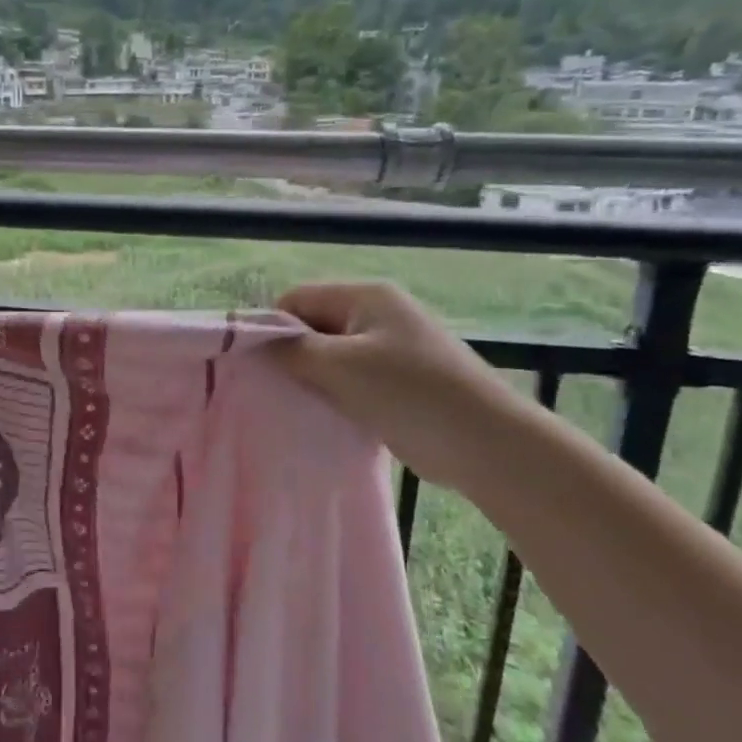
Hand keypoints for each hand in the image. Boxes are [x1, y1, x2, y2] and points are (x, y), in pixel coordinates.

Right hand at [271, 281, 534, 494]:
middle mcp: (377, 315)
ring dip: (312, 380)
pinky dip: (333, 396)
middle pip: (313, 326)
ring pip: (330, 358)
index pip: (297, 299)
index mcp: (365, 297)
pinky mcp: (396, 383)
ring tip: (295, 405)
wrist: (487, 444)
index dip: (272, 327)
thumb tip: (255, 341)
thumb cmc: (409, 393)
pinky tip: (322, 417)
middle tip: (273, 389)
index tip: (255, 364)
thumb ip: (292, 351)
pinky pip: (349, 381)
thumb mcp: (341, 366)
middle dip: (291, 355)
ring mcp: (389, 350)